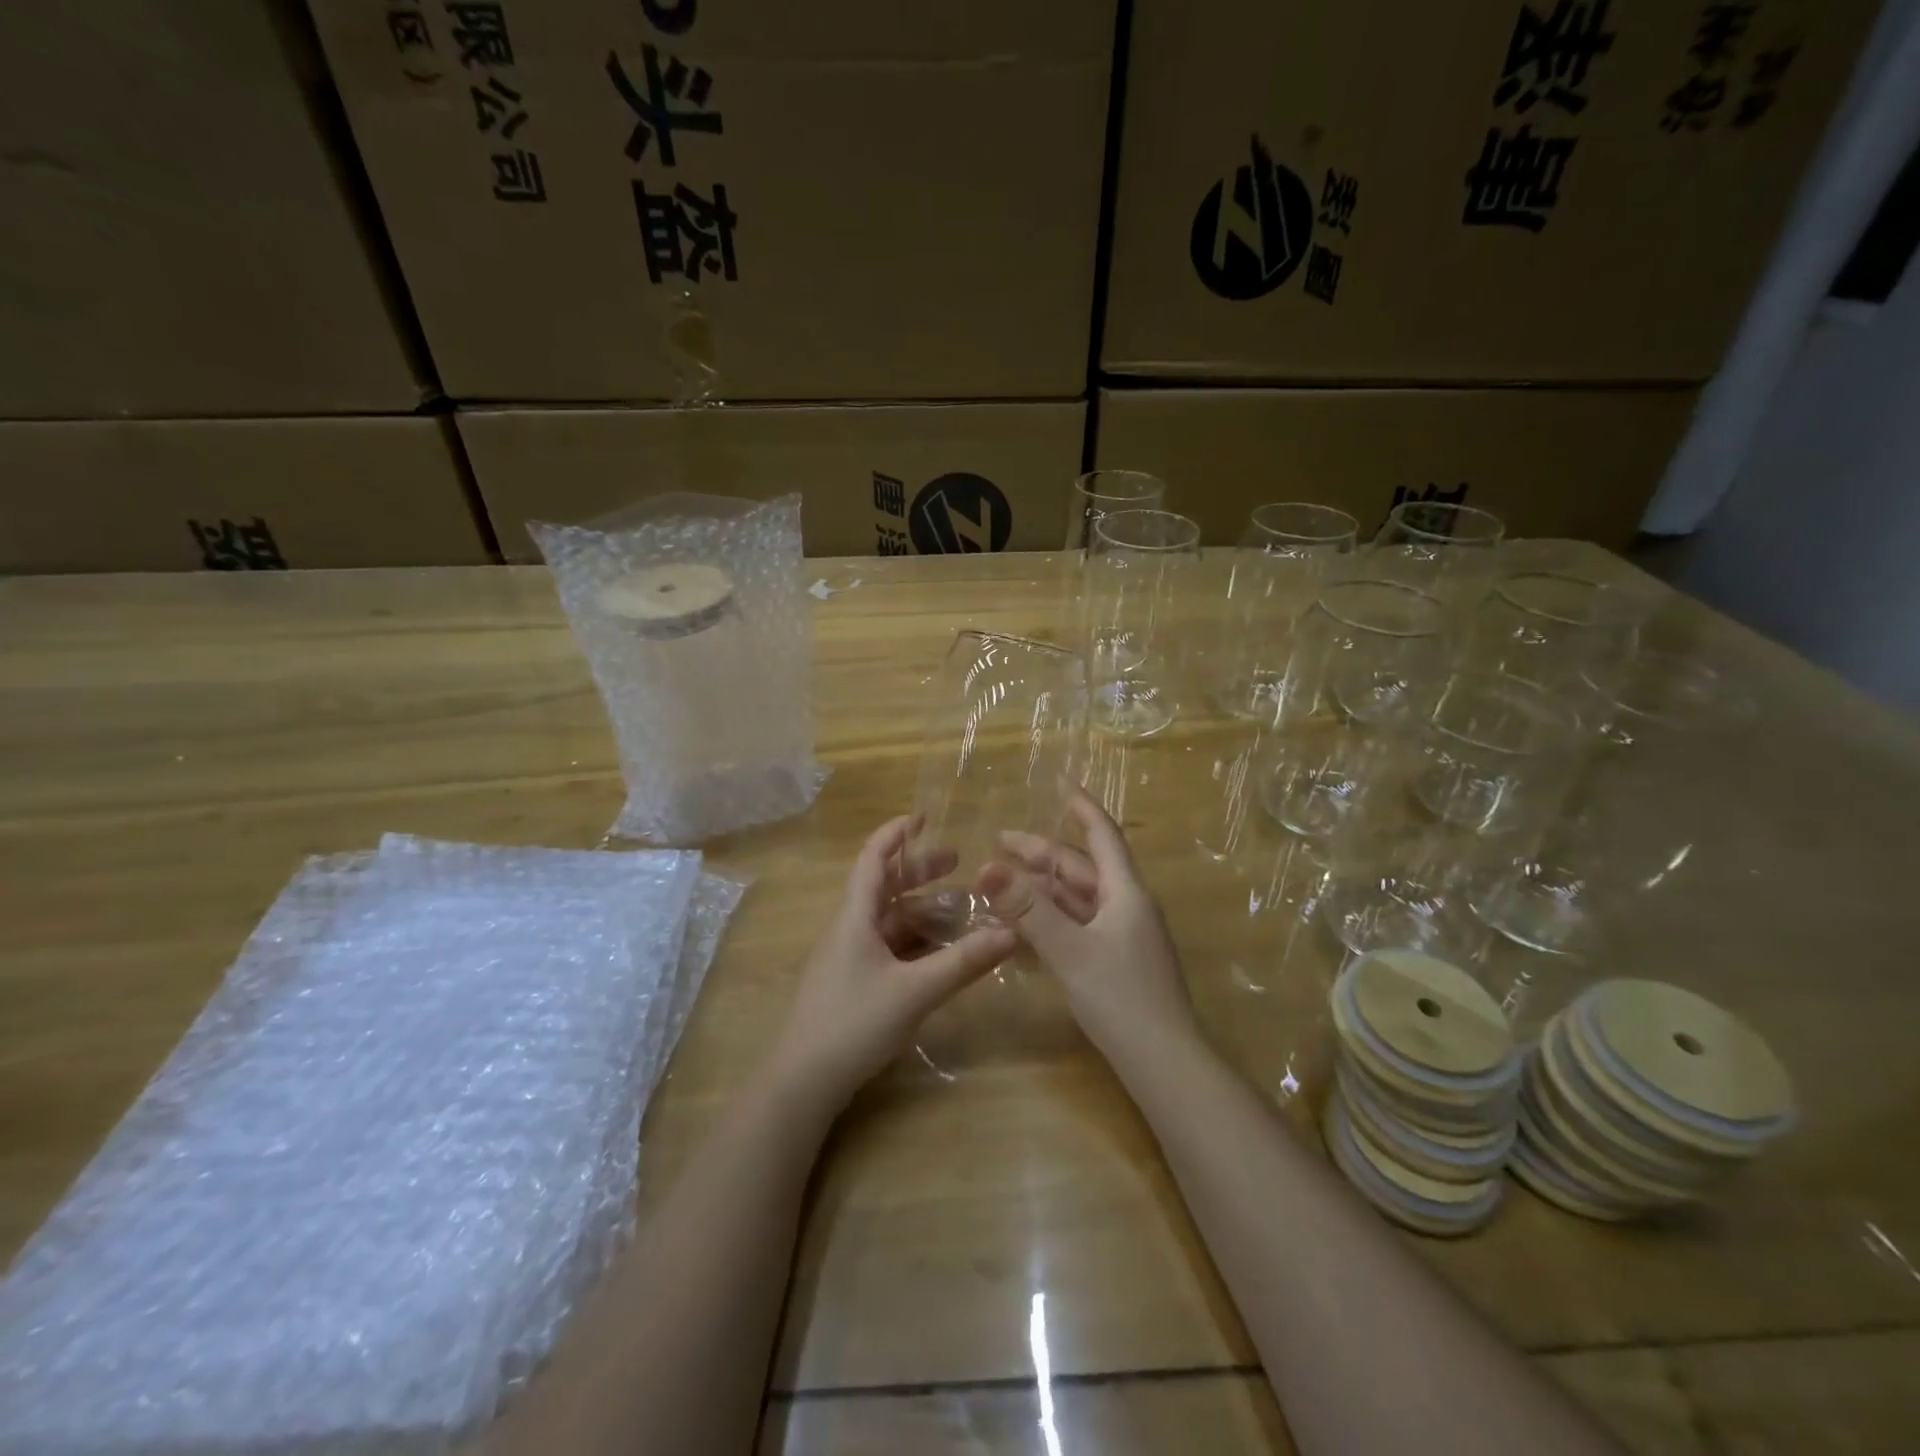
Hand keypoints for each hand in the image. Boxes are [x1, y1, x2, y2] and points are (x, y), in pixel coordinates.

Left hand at [770, 816, 1017, 1110]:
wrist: (802, 1082)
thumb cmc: (854, 1022)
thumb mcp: (915, 991)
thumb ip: (964, 962)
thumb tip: (1013, 933)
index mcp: (855, 917)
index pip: (873, 859)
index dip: (896, 834)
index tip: (925, 817)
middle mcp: (849, 929)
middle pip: (884, 887)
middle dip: (919, 871)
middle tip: (958, 863)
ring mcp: (848, 958)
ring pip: (888, 920)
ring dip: (920, 909)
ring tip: (959, 907)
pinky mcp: (852, 983)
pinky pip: (887, 947)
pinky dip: (914, 940)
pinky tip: (938, 952)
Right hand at [978, 788, 1197, 1060]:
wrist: (1165, 1064)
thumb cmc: (1122, 998)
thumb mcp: (1069, 950)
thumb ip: (1028, 909)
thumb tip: (988, 867)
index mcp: (1125, 893)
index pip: (1101, 835)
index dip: (1080, 805)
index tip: (1059, 780)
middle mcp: (1127, 906)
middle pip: (1081, 868)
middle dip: (1041, 852)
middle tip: (999, 842)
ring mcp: (1123, 935)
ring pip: (1078, 898)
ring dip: (1042, 887)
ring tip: (1002, 881)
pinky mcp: (1116, 961)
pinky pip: (1078, 925)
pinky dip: (1051, 917)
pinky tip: (1023, 925)